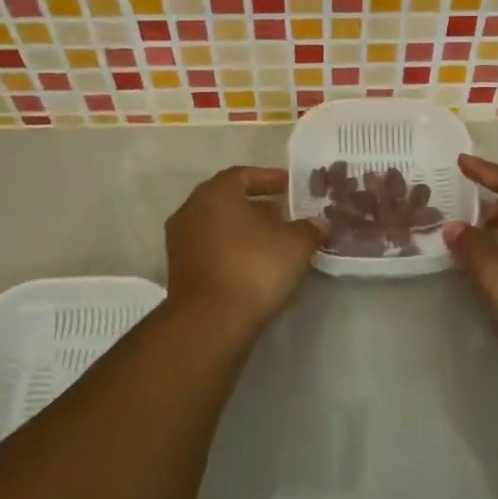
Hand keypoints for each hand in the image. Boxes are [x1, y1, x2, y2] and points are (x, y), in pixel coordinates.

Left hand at [165, 166, 321, 335]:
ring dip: (244, 230)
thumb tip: (317, 223)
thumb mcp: (295, 245)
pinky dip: (232, 251)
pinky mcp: (179, 272)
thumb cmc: (253, 269)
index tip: (289, 186)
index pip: (243, 175)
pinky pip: (211, 249)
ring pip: (218, 226)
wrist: (209, 324)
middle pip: (228, 200)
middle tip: (284, 214)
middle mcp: (191, 210)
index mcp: (216, 193)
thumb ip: (309, 228)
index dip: (268, 178)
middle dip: (257, 206)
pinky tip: (255, 265)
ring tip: (273, 242)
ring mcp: (181, 242)